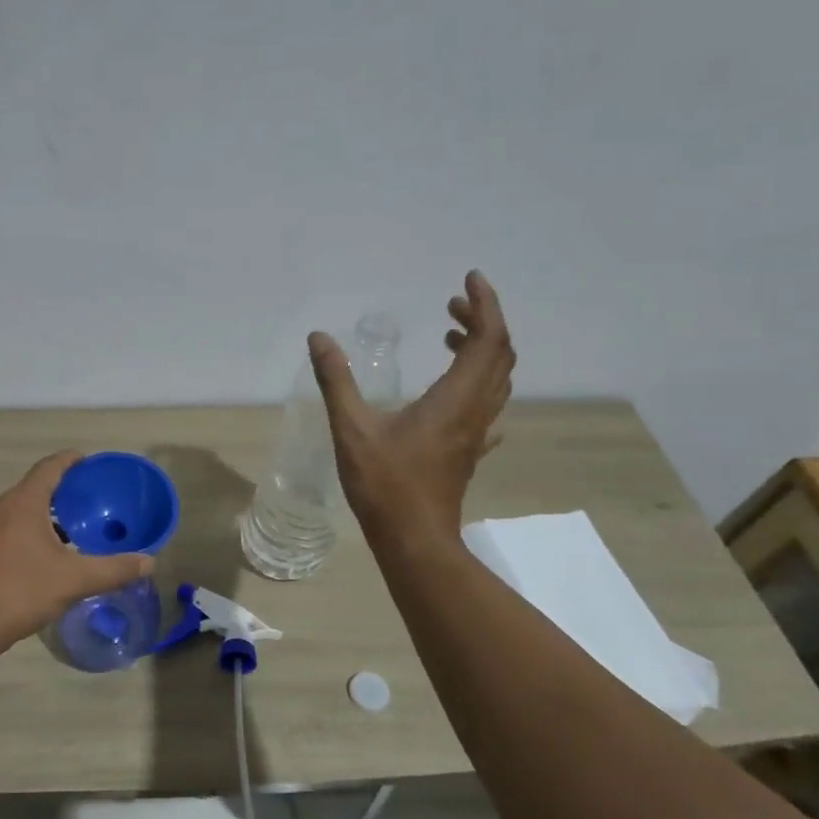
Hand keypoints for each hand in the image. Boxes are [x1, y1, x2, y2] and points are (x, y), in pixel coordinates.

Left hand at [0, 450, 155, 658]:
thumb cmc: (21, 592)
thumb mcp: (74, 581)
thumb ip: (114, 569)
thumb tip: (150, 561)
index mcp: (22, 502)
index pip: (49, 467)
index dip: (71, 461)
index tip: (88, 462)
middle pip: (33, 488)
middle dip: (60, 492)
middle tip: (86, 503)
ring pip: (16, 511)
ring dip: (41, 516)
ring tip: (66, 533)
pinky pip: (2, 530)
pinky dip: (23, 533)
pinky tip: (36, 559)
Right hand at [309, 270, 514, 542]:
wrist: (414, 539)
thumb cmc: (385, 483)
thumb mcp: (352, 427)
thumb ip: (336, 380)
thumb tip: (319, 338)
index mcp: (455, 399)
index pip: (488, 340)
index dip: (485, 305)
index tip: (469, 280)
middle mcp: (475, 411)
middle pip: (499, 356)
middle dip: (482, 322)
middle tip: (451, 305)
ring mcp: (476, 433)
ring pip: (496, 381)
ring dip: (482, 350)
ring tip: (450, 336)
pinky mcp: (469, 451)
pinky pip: (488, 407)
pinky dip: (478, 383)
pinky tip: (455, 391)